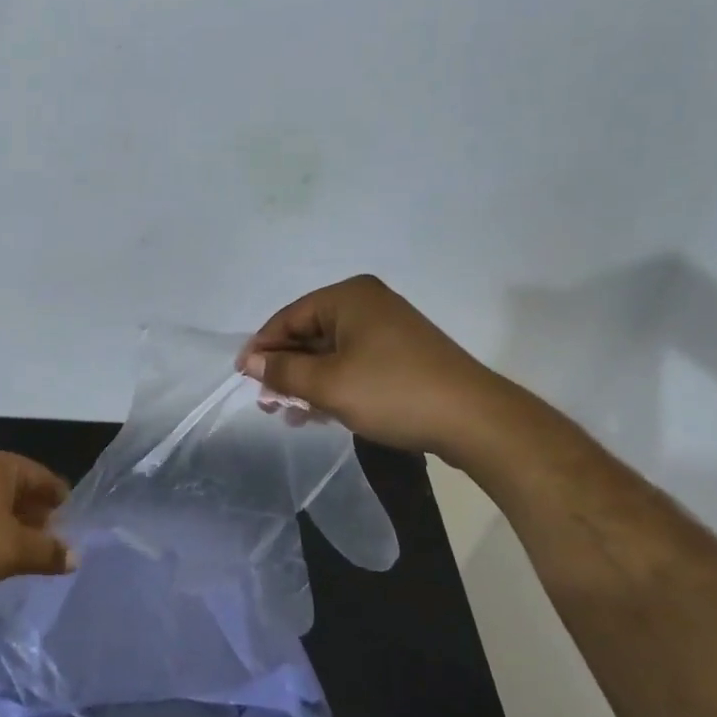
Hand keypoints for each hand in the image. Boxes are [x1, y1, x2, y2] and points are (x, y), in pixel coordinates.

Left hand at [0, 449, 73, 600]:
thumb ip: (48, 552)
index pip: (45, 478)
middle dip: (37, 517)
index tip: (75, 528)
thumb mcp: (15, 550)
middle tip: (54, 546)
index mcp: (1, 465)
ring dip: (11, 528)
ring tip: (24, 557)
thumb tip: (74, 556)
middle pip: (19, 490)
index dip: (62, 503)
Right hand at [238, 274, 525, 463]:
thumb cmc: (393, 393)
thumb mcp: (328, 384)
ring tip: (290, 414)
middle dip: (286, 368)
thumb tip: (250, 361)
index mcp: (349, 297)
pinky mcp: (401, 354)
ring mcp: (388, 328)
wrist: (473, 419)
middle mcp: (367, 304)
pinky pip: (353, 363)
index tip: (243, 378)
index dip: (263, 347)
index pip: (289, 317)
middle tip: (267, 402)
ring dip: (307, 381)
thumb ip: (284, 370)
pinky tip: (320, 413)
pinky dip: (333, 384)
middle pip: (309, 333)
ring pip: (331, 352)